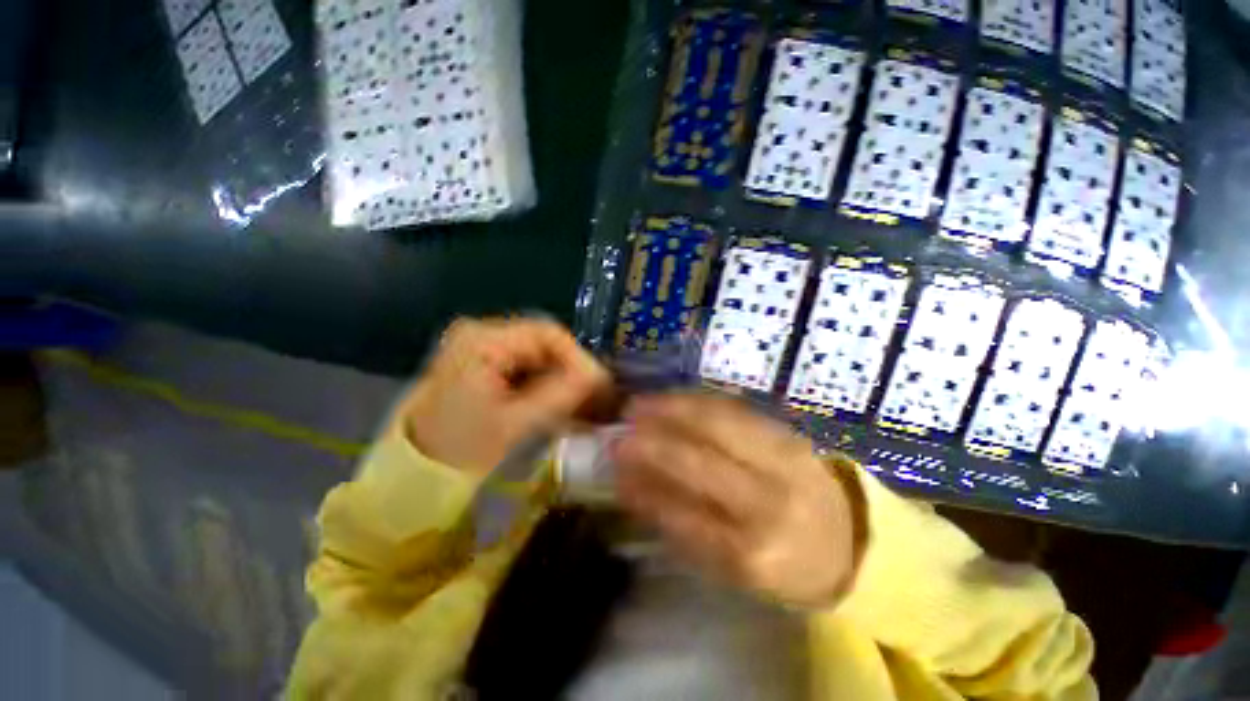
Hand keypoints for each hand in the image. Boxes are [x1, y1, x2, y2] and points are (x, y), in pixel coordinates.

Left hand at [402, 318, 611, 475]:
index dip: (579, 358)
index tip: (599, 387)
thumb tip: (600, 377)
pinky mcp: (480, 365)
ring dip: (561, 379)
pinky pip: (524, 367)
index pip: (548, 333)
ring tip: (580, 405)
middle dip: (572, 370)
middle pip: (544, 343)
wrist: (412, 477)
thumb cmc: (459, 452)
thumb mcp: (516, 423)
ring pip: (537, 356)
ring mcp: (478, 349)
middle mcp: (480, 334)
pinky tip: (556, 405)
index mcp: (482, 339)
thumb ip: (562, 394)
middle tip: (595, 400)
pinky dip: (545, 384)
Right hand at [613, 394, 861, 607]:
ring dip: (671, 409)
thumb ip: (681, 527)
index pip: (681, 513)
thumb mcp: (730, 567)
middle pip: (698, 460)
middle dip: (651, 441)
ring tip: (640, 404)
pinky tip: (675, 399)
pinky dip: (698, 400)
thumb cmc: (784, 564)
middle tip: (620, 427)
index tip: (615, 468)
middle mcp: (768, 504)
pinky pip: (735, 409)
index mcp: (751, 554)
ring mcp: (784, 461)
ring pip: (717, 423)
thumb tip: (632, 487)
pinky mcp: (789, 434)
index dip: (642, 486)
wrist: (852, 541)